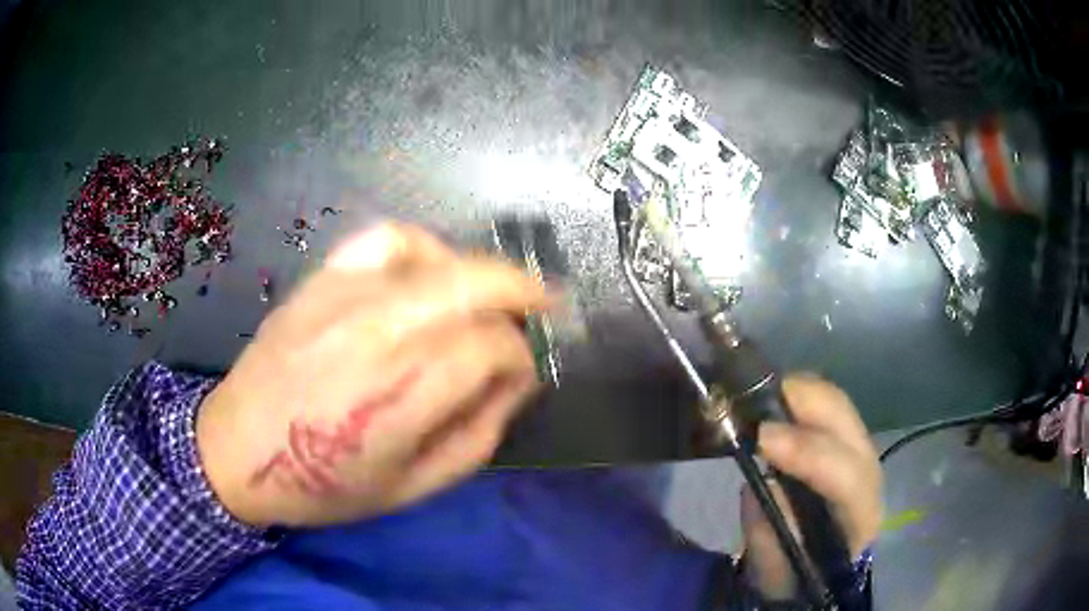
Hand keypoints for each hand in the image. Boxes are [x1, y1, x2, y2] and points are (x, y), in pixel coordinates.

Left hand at [196, 223, 547, 526]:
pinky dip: (422, 246)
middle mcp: (381, 329)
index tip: (519, 378)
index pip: (495, 347)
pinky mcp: (322, 279)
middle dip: (524, 290)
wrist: (238, 451)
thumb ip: (480, 433)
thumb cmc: (325, 484)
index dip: (521, 360)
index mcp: (404, 392)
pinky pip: (386, 238)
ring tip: (490, 295)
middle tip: (545, 304)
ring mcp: (348, 294)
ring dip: (479, 272)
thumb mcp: (416, 486)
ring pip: (440, 256)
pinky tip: (428, 270)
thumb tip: (516, 381)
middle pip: (478, 280)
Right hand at [740, 374, 880, 599]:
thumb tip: (758, 481)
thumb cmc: (797, 574)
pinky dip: (796, 397)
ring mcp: (860, 449)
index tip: (761, 438)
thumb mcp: (775, 571)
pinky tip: (772, 403)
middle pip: (845, 419)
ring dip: (796, 393)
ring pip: (835, 401)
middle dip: (799, 401)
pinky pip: (825, 404)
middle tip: (749, 401)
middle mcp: (869, 470)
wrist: (819, 567)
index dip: (805, 451)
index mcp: (861, 513)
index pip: (844, 473)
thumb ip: (768, 534)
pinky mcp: (845, 439)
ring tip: (755, 399)